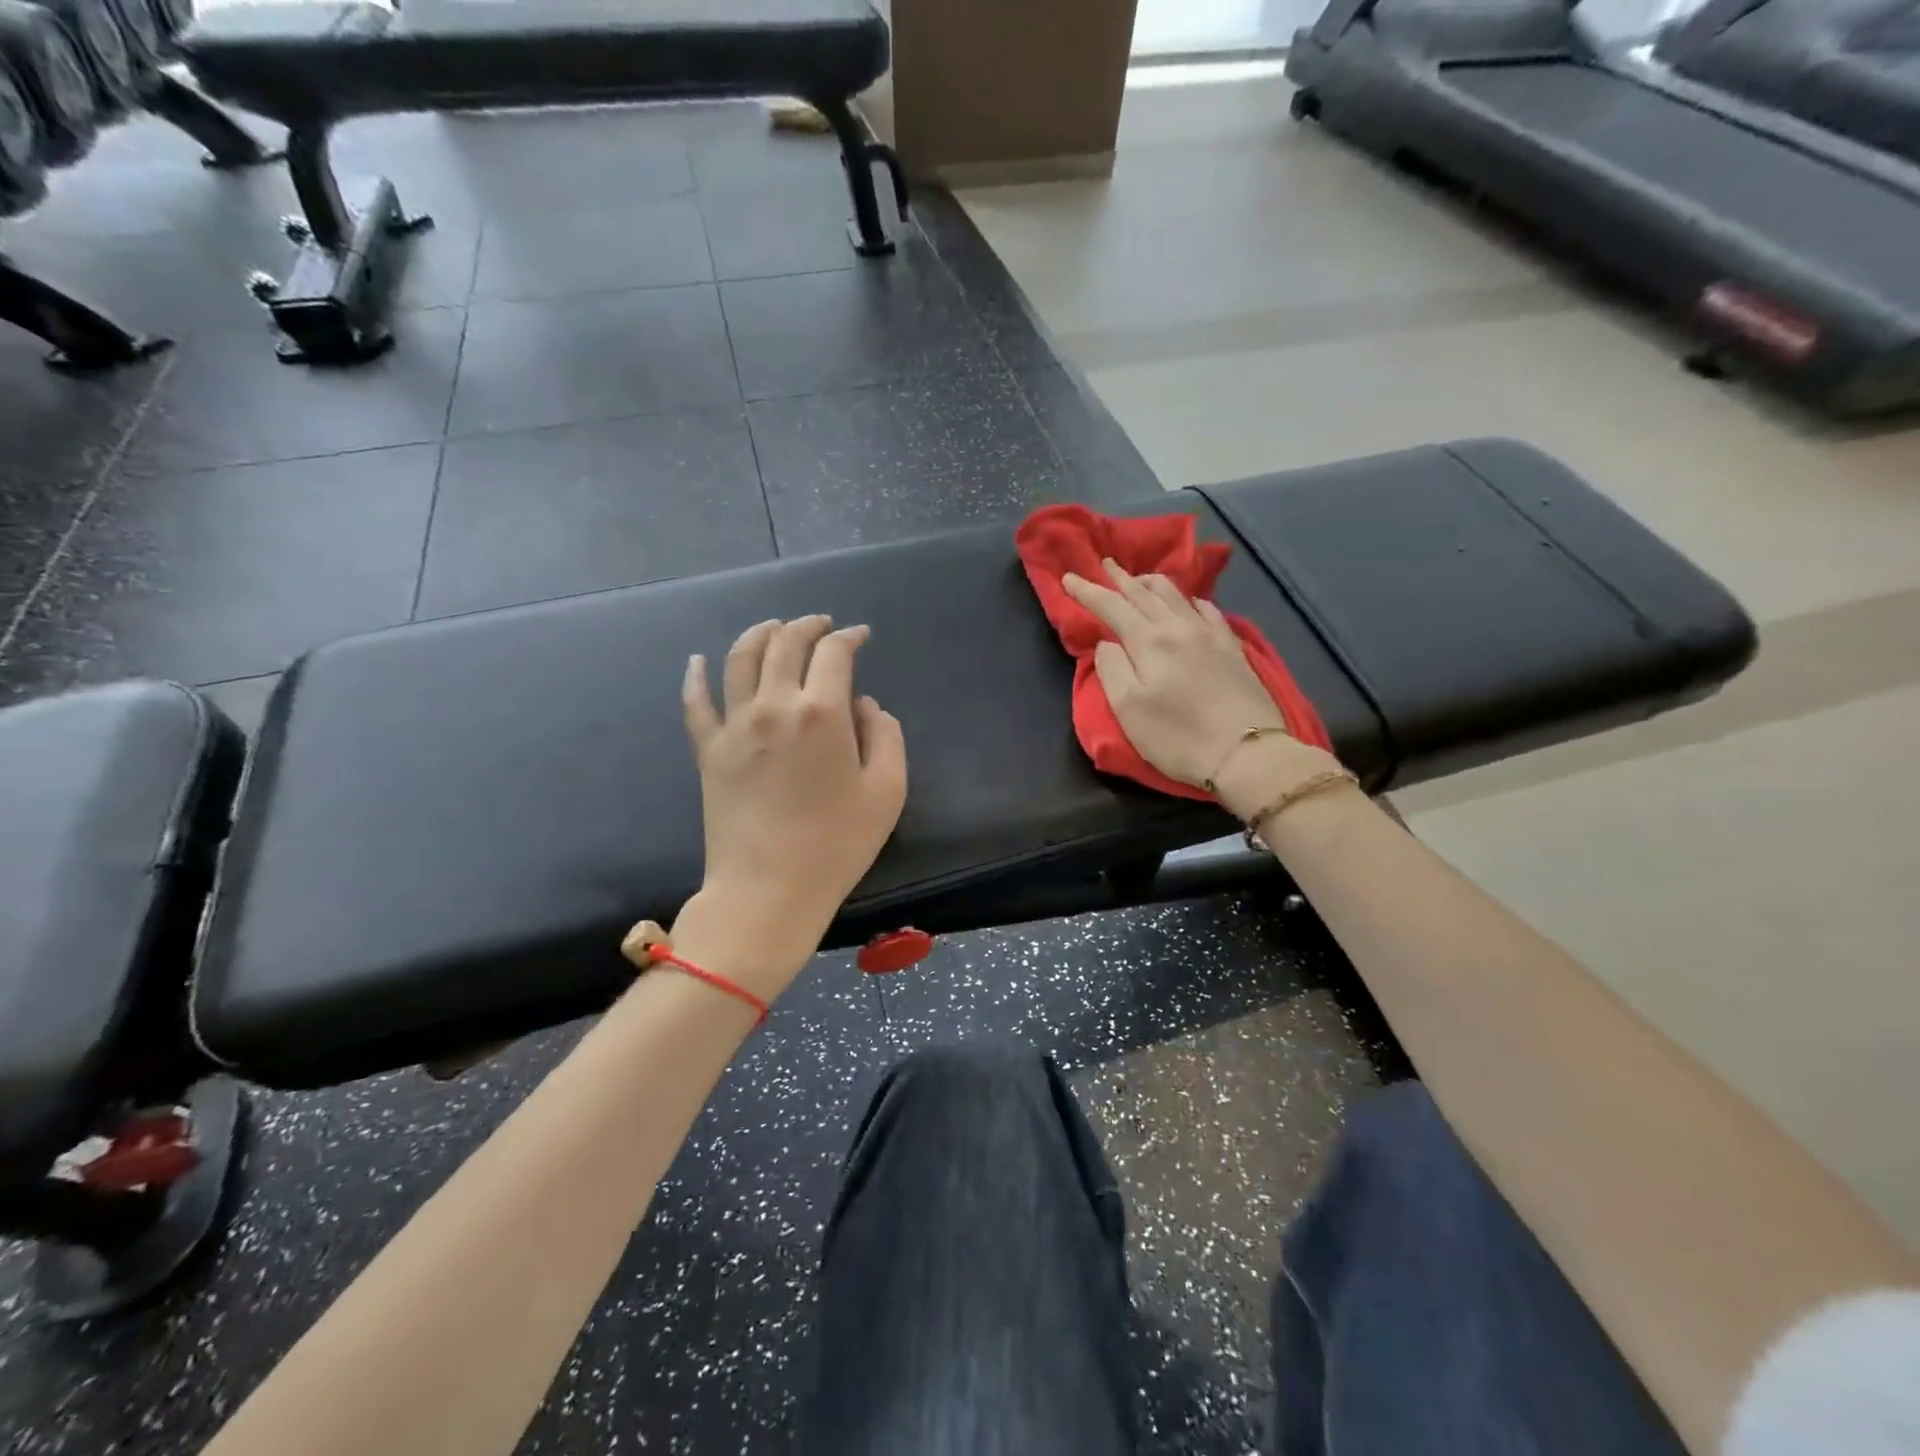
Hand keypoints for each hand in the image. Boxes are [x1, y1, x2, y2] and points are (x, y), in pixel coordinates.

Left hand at [674, 616, 907, 997]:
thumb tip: (863, 705)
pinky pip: (695, 701)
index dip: (849, 636)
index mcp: (821, 712)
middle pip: (785, 643)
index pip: (834, 653)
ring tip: (774, 628)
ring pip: (740, 658)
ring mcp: (734, 725)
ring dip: (760, 633)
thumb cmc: (836, 845)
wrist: (768, 891)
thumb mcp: (887, 791)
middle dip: (808, 625)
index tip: (860, 636)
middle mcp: (774, 705)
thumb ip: (885, 735)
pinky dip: (695, 675)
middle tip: (823, 625)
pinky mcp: (708, 750)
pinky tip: (698, 660)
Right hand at [1062, 559, 1332, 812]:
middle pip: (1144, 593)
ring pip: (1176, 595)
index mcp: (1148, 641)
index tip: (1069, 578)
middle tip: (1104, 564)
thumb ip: (1111, 669)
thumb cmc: (1177, 736)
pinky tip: (1189, 602)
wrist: (1245, 752)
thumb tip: (1107, 643)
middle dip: (1120, 578)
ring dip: (1152, 582)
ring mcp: (1210, 634)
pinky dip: (1189, 599)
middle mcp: (1178, 627)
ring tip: (1140, 578)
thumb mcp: (1128, 708)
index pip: (1111, 606)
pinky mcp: (1232, 647)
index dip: (1087, 591)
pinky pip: (1207, 609)